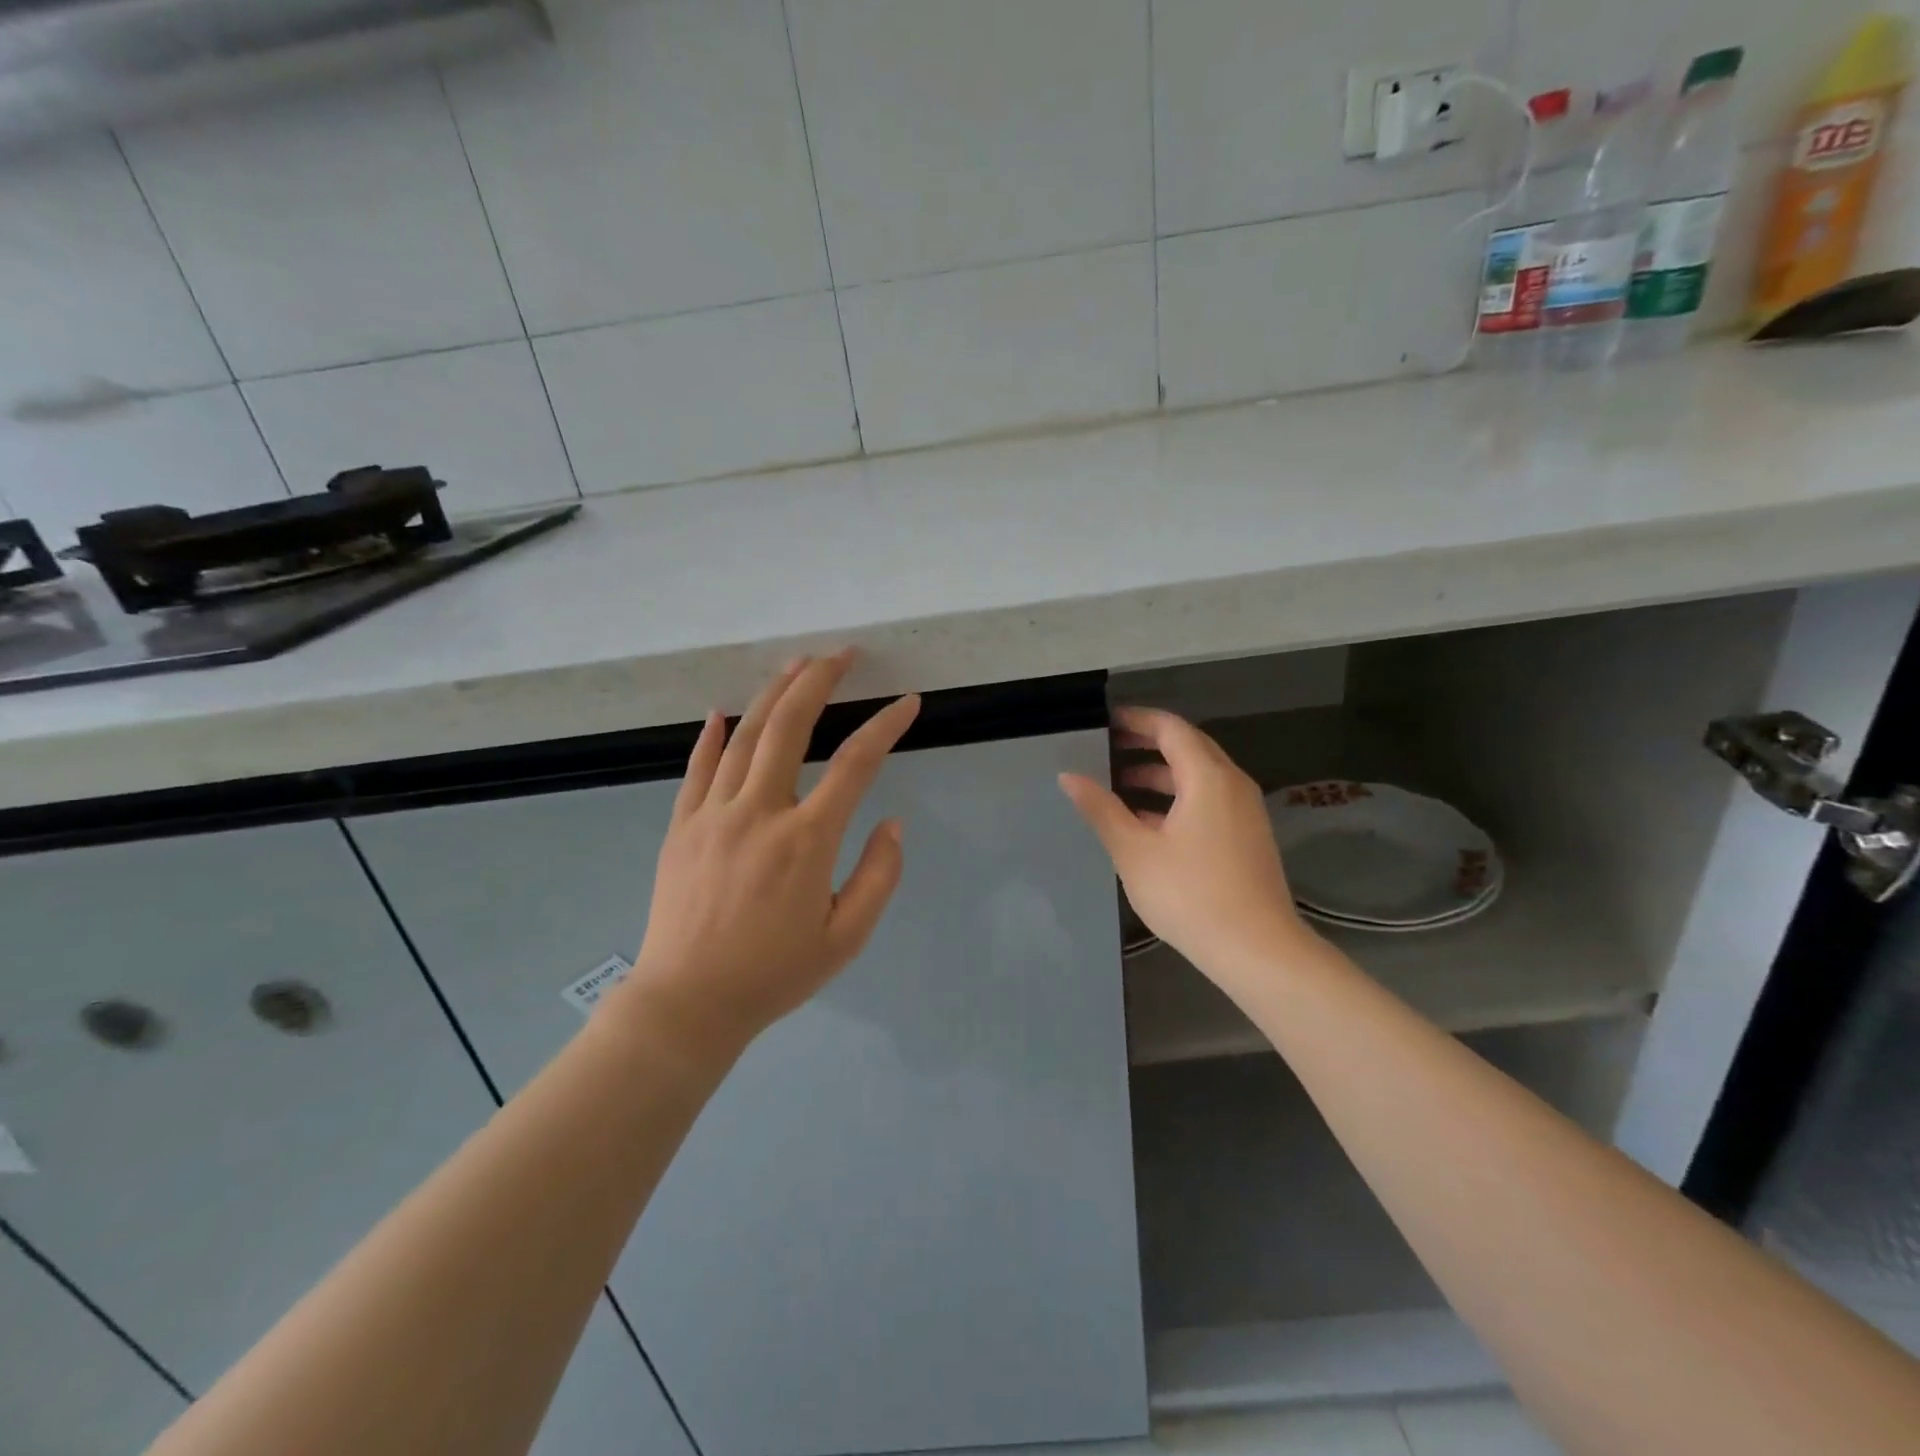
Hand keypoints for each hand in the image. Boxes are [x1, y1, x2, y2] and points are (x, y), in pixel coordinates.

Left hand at [614, 651, 920, 1055]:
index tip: (908, 702)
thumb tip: (892, 824)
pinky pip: (697, 768)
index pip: (856, 764)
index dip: (886, 726)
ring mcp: (714, 814)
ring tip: (796, 664)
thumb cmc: (773, 974)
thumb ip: (879, 877)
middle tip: (842, 653)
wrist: (687, 1004)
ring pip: (745, 736)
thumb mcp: (846, 938)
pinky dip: (711, 735)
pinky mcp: (681, 826)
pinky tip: (722, 711)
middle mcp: (759, 813)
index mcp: (806, 841)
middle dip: (819, 681)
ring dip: (772, 694)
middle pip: (791, 727)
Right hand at [1059, 706, 1311, 986]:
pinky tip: (1147, 823)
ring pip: (1198, 777)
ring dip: (1159, 776)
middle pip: (1187, 748)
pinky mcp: (1246, 837)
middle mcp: (1232, 784)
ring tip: (1117, 786)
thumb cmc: (1191, 894)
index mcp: (1208, 777)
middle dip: (1146, 745)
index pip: (1171, 728)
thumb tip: (1068, 777)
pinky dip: (1176, 799)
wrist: (1257, 951)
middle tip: (1105, 749)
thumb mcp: (1135, 851)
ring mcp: (1244, 812)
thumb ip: (1101, 809)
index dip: (1137, 720)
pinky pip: (1208, 800)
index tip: (1104, 722)